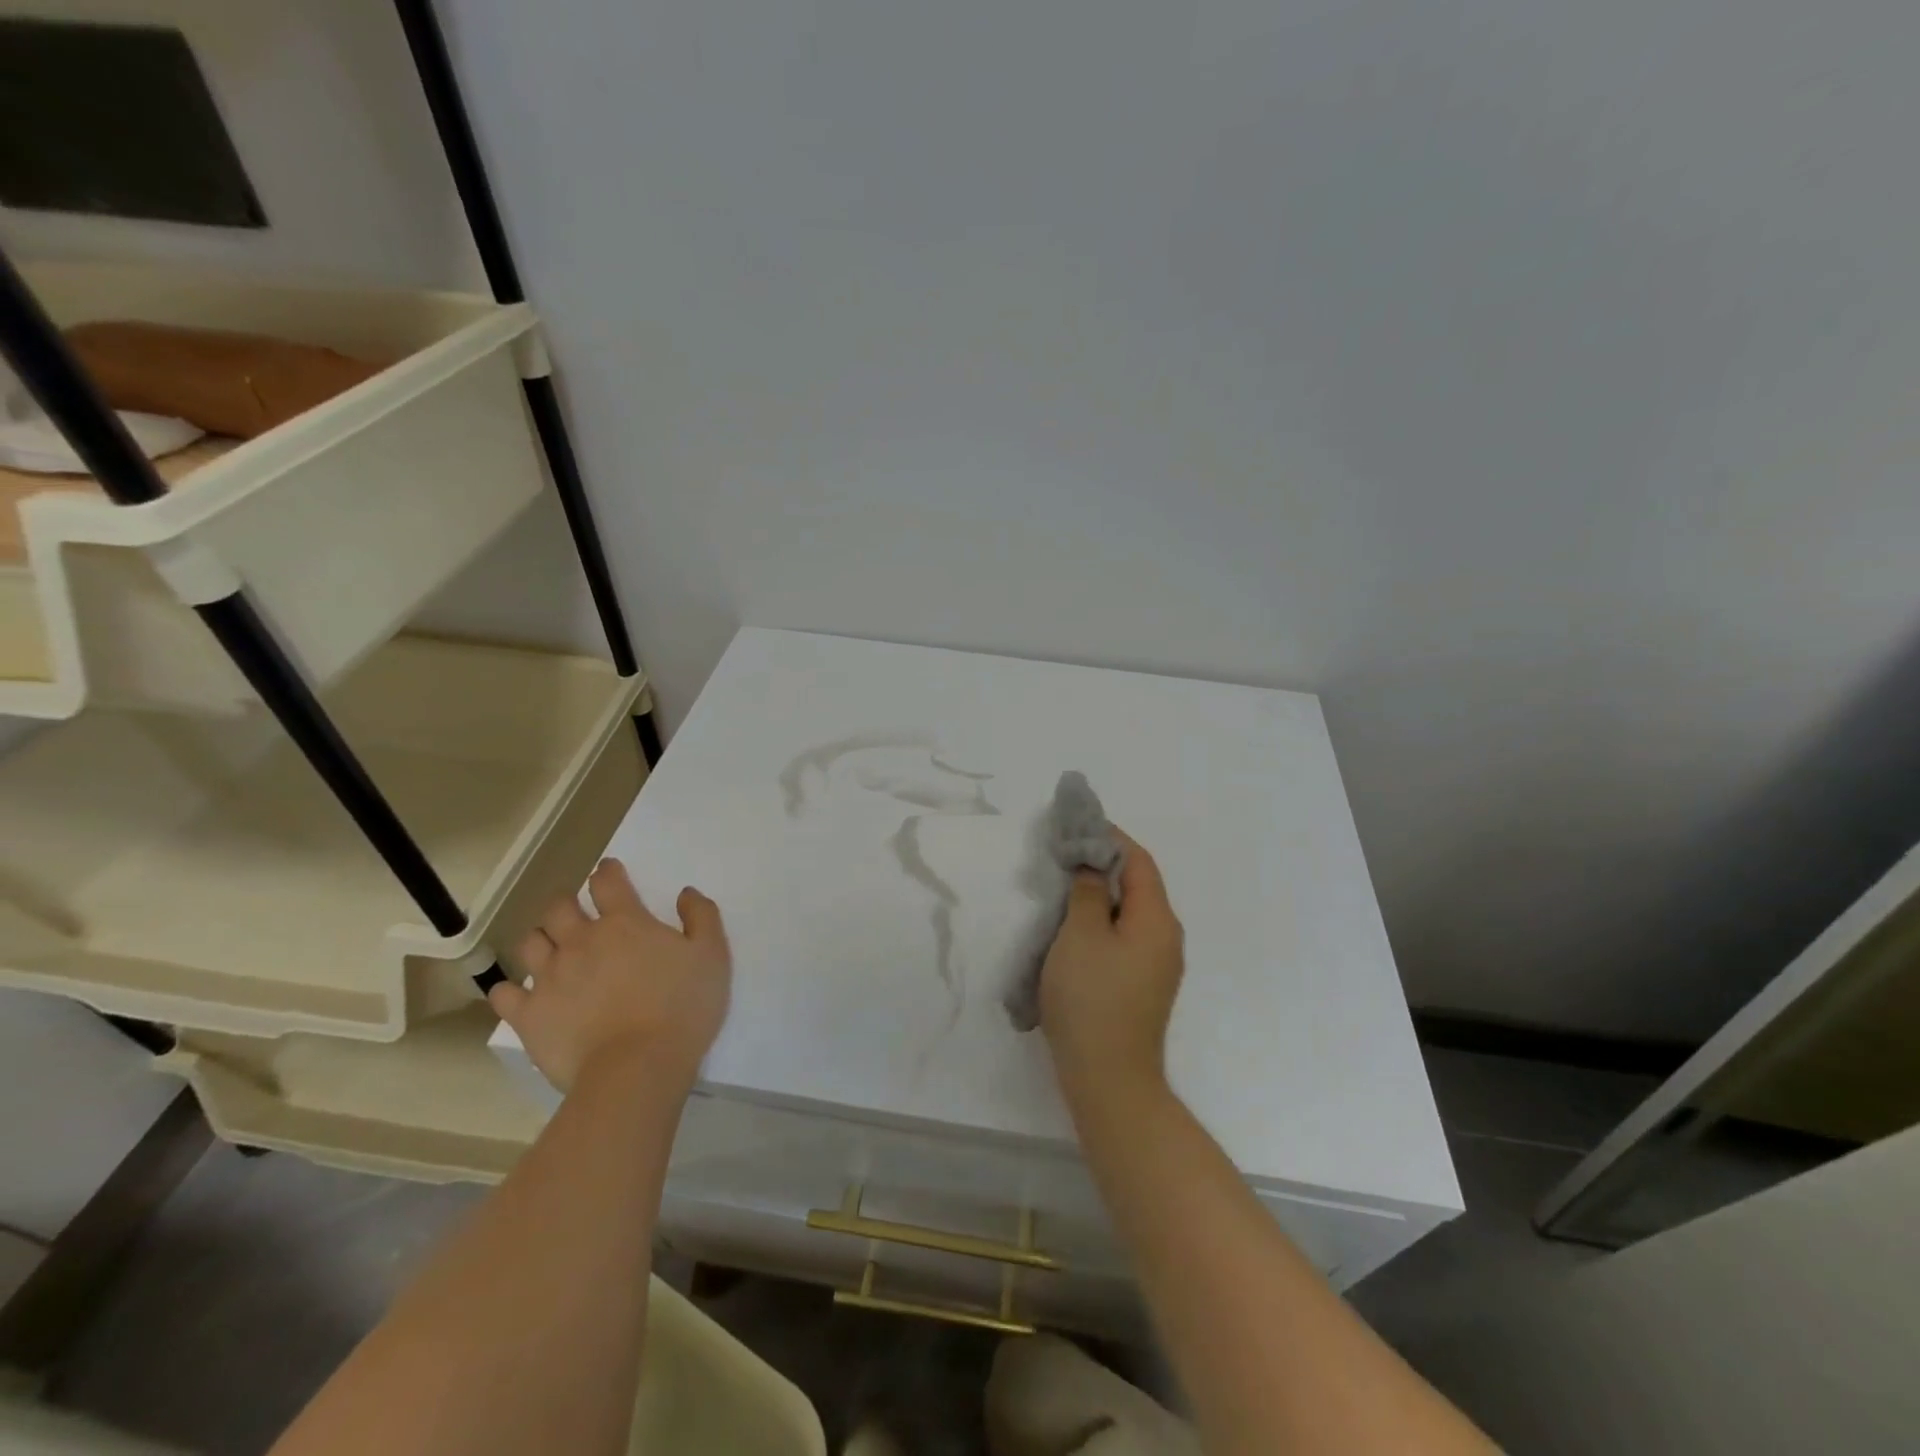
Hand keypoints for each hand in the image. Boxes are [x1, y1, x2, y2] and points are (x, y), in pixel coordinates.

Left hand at [488, 859, 731, 1092]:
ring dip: (541, 939)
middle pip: (559, 907)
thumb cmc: (683, 1008)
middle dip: (567, 903)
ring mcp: (550, 977)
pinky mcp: (529, 1015)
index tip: (610, 872)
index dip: (608, 872)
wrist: (638, 1068)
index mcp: (625, 923)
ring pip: (531, 942)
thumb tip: (685, 893)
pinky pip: (505, 993)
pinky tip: (521, 994)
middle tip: (577, 913)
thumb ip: (701, 917)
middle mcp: (581, 940)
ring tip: (552, 950)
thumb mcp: (712, 956)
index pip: (607, 882)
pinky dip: (511, 989)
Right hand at [1040, 829, 1184, 1100]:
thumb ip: (1088, 892)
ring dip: (1101, 894)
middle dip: (1103, 864)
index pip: (1139, 861)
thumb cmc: (1092, 999)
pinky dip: (1103, 921)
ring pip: (1131, 913)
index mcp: (1157, 919)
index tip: (1078, 823)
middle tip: (1065, 853)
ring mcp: (1158, 965)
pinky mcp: (1144, 986)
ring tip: (1065, 885)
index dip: (1110, 837)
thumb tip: (1093, 865)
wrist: (1109, 1078)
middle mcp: (1167, 937)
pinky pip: (1126, 937)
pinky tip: (1076, 927)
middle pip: (1139, 885)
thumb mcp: (1081, 934)